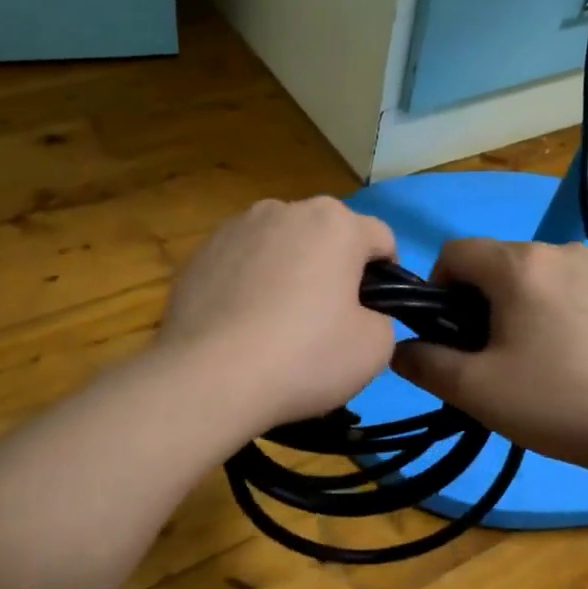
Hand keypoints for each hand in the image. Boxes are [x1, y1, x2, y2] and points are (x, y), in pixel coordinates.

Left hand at [158, 197, 397, 434]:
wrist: (210, 378)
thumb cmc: (305, 356)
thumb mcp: (375, 348)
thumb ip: (382, 318)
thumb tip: (362, 314)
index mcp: (336, 222)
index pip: (380, 239)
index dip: (388, 276)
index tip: (374, 313)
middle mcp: (285, 209)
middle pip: (326, 237)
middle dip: (333, 269)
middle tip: (327, 322)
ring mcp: (236, 228)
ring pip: (281, 247)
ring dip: (289, 272)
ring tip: (277, 324)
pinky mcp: (200, 254)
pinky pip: (241, 264)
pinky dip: (249, 285)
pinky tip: (242, 326)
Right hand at [392, 238, 587, 476]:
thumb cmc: (556, 402)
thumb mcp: (475, 389)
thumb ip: (425, 363)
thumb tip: (400, 348)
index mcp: (520, 264)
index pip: (455, 252)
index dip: (438, 289)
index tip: (450, 334)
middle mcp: (559, 249)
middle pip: (495, 263)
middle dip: (479, 301)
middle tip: (490, 355)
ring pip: (533, 275)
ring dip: (518, 305)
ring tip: (534, 357)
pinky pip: (568, 286)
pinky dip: (554, 308)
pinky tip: (571, 354)